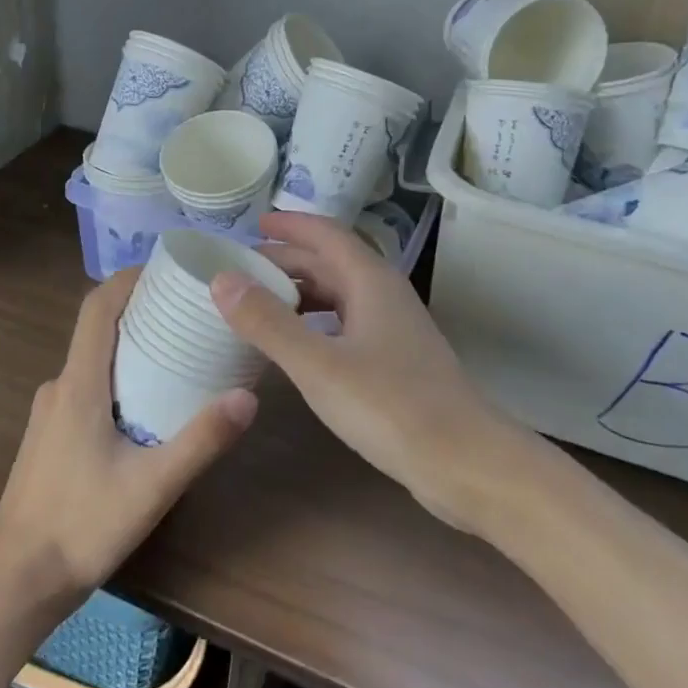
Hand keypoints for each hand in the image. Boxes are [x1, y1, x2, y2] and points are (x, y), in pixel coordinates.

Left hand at [0, 269, 257, 604]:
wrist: (19, 578)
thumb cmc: (82, 526)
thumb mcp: (152, 486)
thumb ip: (201, 440)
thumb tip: (248, 396)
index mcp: (78, 385)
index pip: (97, 308)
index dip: (129, 278)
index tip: (168, 268)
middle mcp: (59, 386)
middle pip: (98, 328)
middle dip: (141, 310)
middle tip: (190, 310)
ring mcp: (50, 411)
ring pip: (93, 359)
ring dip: (130, 345)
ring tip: (178, 352)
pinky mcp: (50, 434)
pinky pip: (87, 385)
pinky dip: (117, 375)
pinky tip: (147, 403)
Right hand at [211, 212, 504, 526]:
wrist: (465, 463)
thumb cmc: (391, 406)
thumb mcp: (318, 364)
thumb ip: (268, 322)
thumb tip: (222, 279)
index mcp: (370, 281)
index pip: (326, 234)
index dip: (290, 224)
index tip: (252, 224)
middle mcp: (384, 295)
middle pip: (331, 263)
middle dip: (287, 260)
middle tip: (241, 270)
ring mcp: (393, 330)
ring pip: (339, 295)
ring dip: (300, 292)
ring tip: (259, 304)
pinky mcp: (396, 362)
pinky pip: (346, 324)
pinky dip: (315, 323)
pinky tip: (297, 345)